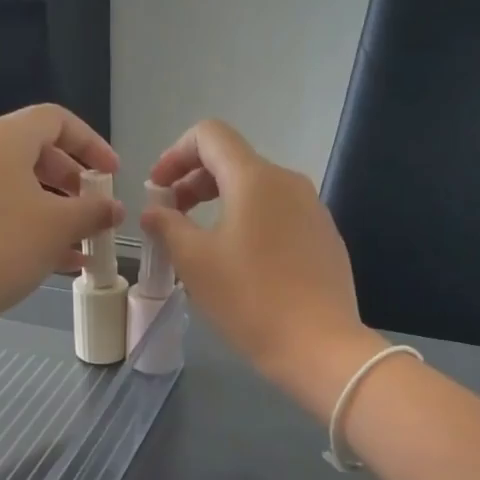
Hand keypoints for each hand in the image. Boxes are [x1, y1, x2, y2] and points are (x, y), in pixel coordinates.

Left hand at [0, 105, 123, 334]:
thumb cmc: (1, 246)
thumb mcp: (58, 227)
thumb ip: (93, 212)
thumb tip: (114, 208)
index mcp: (2, 138)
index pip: (56, 120)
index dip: (91, 144)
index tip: (112, 175)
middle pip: (37, 151)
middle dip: (74, 182)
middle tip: (95, 209)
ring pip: (19, 184)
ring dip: (56, 208)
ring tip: (82, 240)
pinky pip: (0, 205)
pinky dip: (30, 222)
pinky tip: (59, 259)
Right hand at [142, 119, 379, 410]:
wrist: (319, 345)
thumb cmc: (250, 300)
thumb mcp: (195, 262)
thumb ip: (167, 226)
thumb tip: (154, 210)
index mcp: (255, 178)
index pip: (210, 135)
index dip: (175, 153)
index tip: (157, 188)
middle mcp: (288, 181)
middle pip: (234, 161)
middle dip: (195, 181)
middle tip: (172, 216)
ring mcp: (313, 208)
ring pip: (258, 189)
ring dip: (222, 203)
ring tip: (202, 241)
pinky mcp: (325, 236)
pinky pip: (279, 214)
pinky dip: (250, 221)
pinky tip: (242, 261)